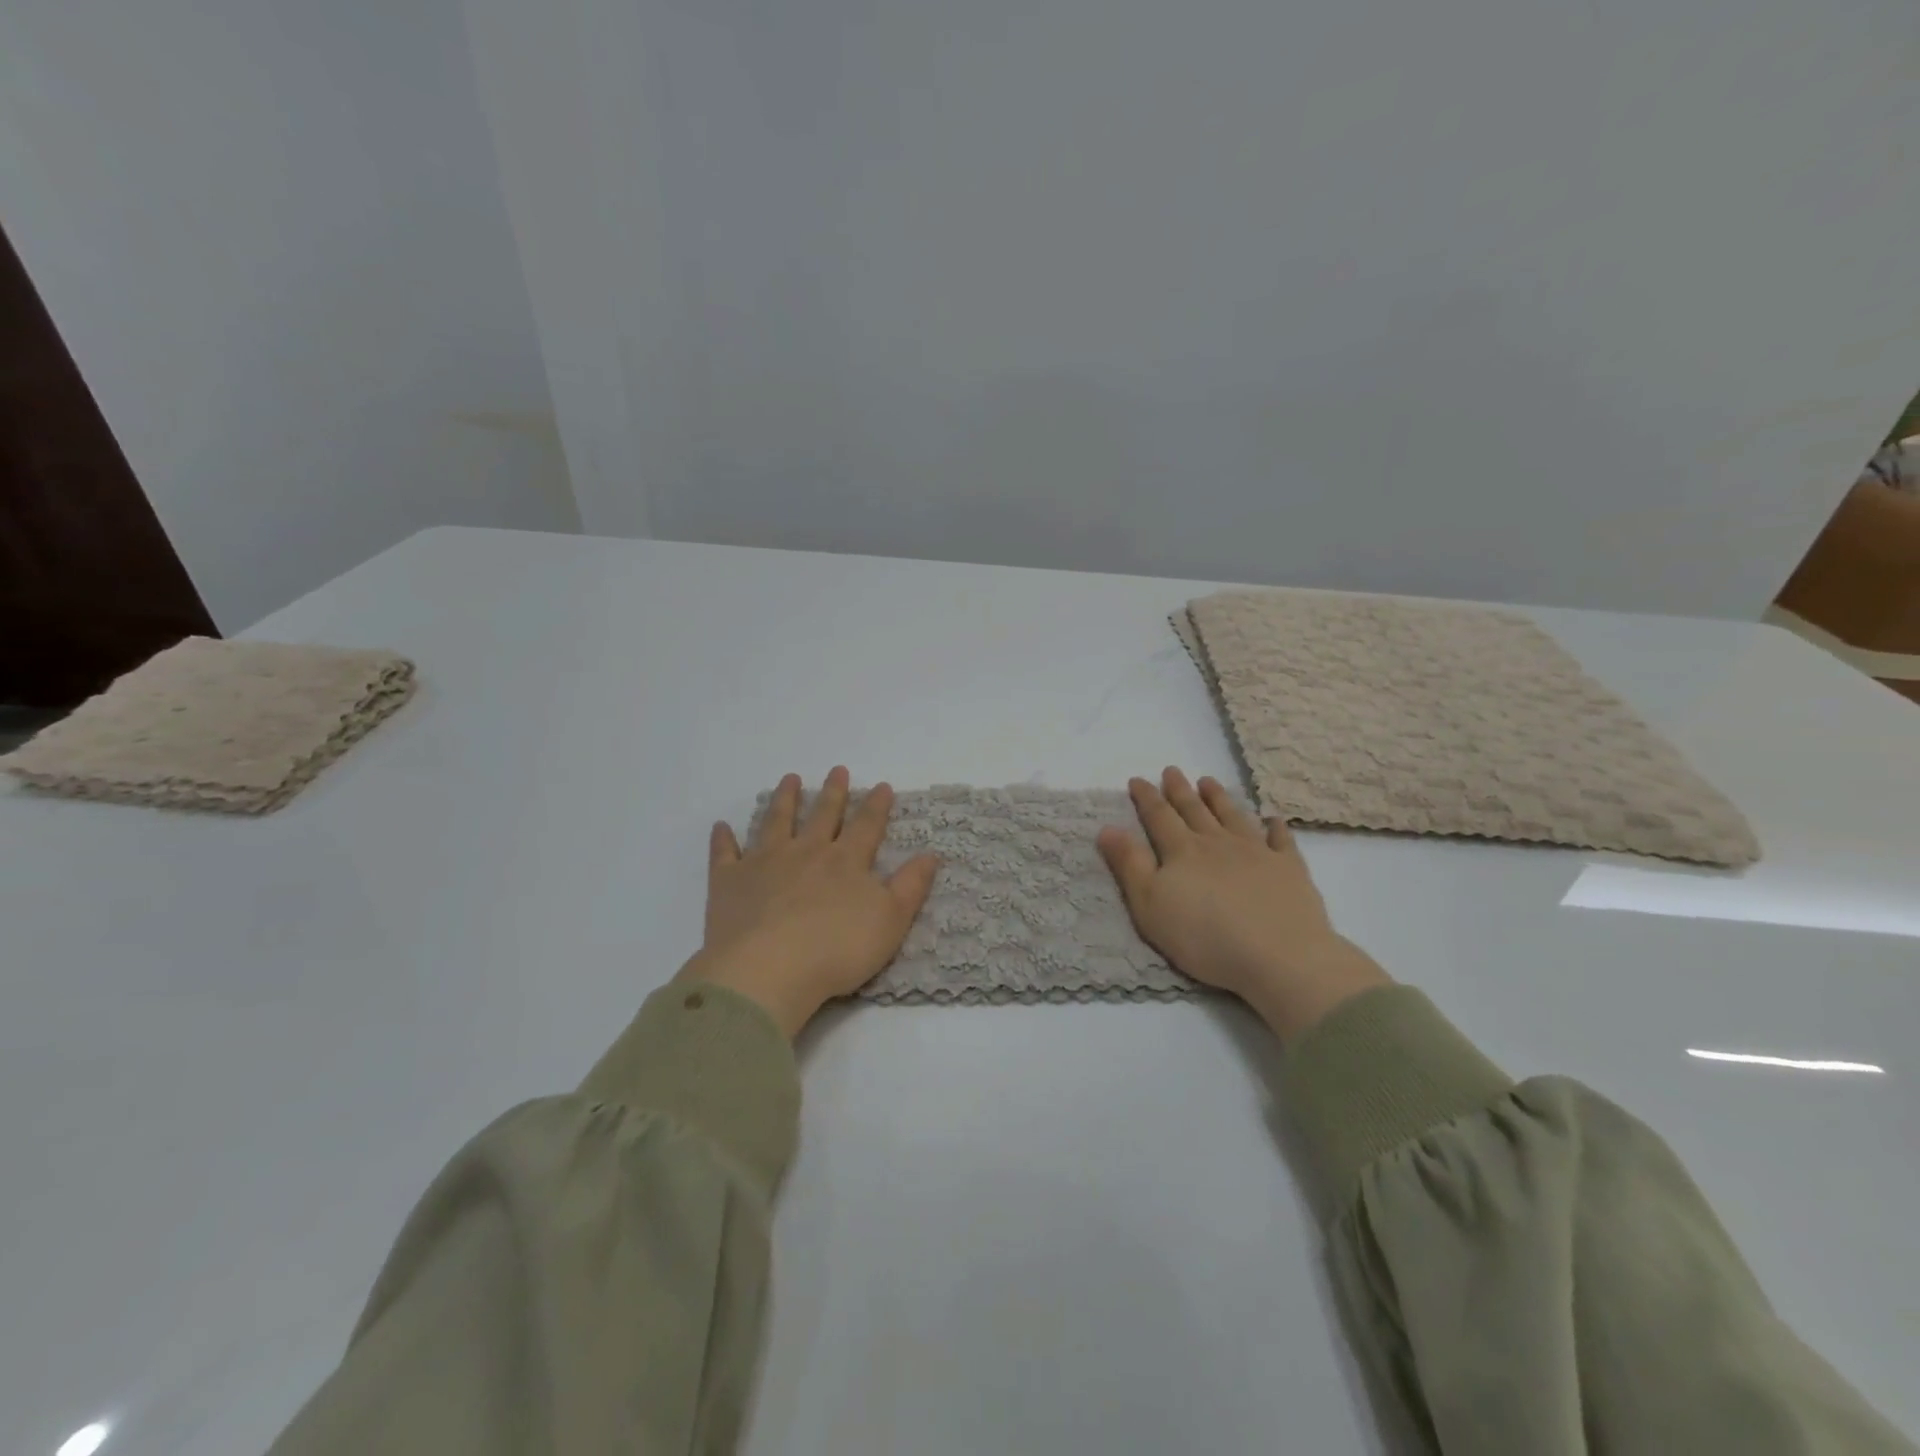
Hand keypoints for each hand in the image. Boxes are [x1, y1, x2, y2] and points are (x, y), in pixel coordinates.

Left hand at [686, 767, 940, 1037]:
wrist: (769, 970)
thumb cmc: (837, 950)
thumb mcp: (891, 921)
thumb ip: (911, 886)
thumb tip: (931, 854)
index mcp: (845, 862)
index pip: (866, 826)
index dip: (877, 806)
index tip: (883, 785)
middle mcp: (806, 852)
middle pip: (823, 815)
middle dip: (833, 792)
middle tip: (837, 770)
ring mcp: (765, 863)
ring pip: (776, 822)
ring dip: (784, 800)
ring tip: (790, 779)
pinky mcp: (729, 882)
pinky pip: (725, 854)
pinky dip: (724, 839)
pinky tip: (722, 826)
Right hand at [1097, 767, 1389, 1042]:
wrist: (1279, 956)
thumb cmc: (1204, 937)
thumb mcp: (1150, 905)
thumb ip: (1129, 865)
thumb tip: (1107, 828)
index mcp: (1182, 851)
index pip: (1159, 817)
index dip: (1146, 797)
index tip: (1137, 779)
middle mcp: (1217, 843)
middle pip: (1195, 810)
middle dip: (1180, 790)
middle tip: (1171, 770)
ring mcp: (1257, 852)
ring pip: (1233, 816)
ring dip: (1219, 798)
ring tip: (1208, 781)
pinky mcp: (1289, 869)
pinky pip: (1281, 840)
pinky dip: (1275, 827)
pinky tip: (1273, 819)